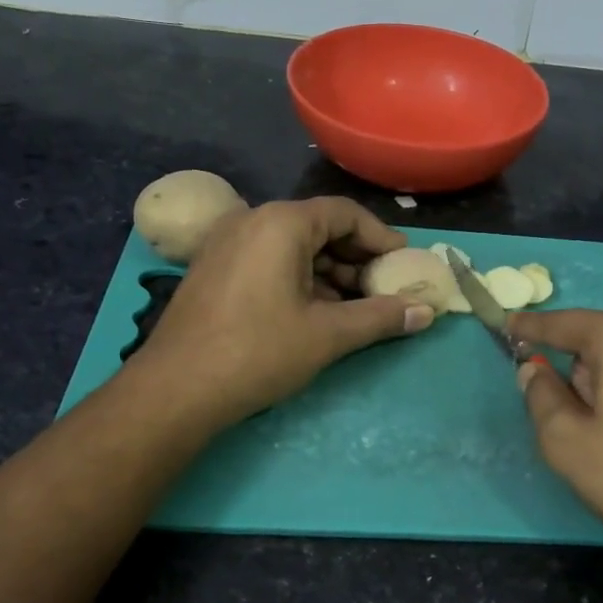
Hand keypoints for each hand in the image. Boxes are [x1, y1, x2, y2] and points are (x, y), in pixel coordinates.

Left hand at [134, 197, 432, 430]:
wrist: (177, 389)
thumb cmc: (258, 352)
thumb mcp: (329, 334)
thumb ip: (381, 317)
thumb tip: (426, 313)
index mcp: (281, 223)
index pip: (346, 214)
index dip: (382, 239)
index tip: (404, 266)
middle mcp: (252, 220)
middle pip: (319, 228)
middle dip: (357, 260)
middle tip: (384, 291)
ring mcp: (227, 244)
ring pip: (293, 247)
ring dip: (330, 273)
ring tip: (356, 308)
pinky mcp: (214, 269)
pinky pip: (269, 261)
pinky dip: (300, 280)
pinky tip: (316, 313)